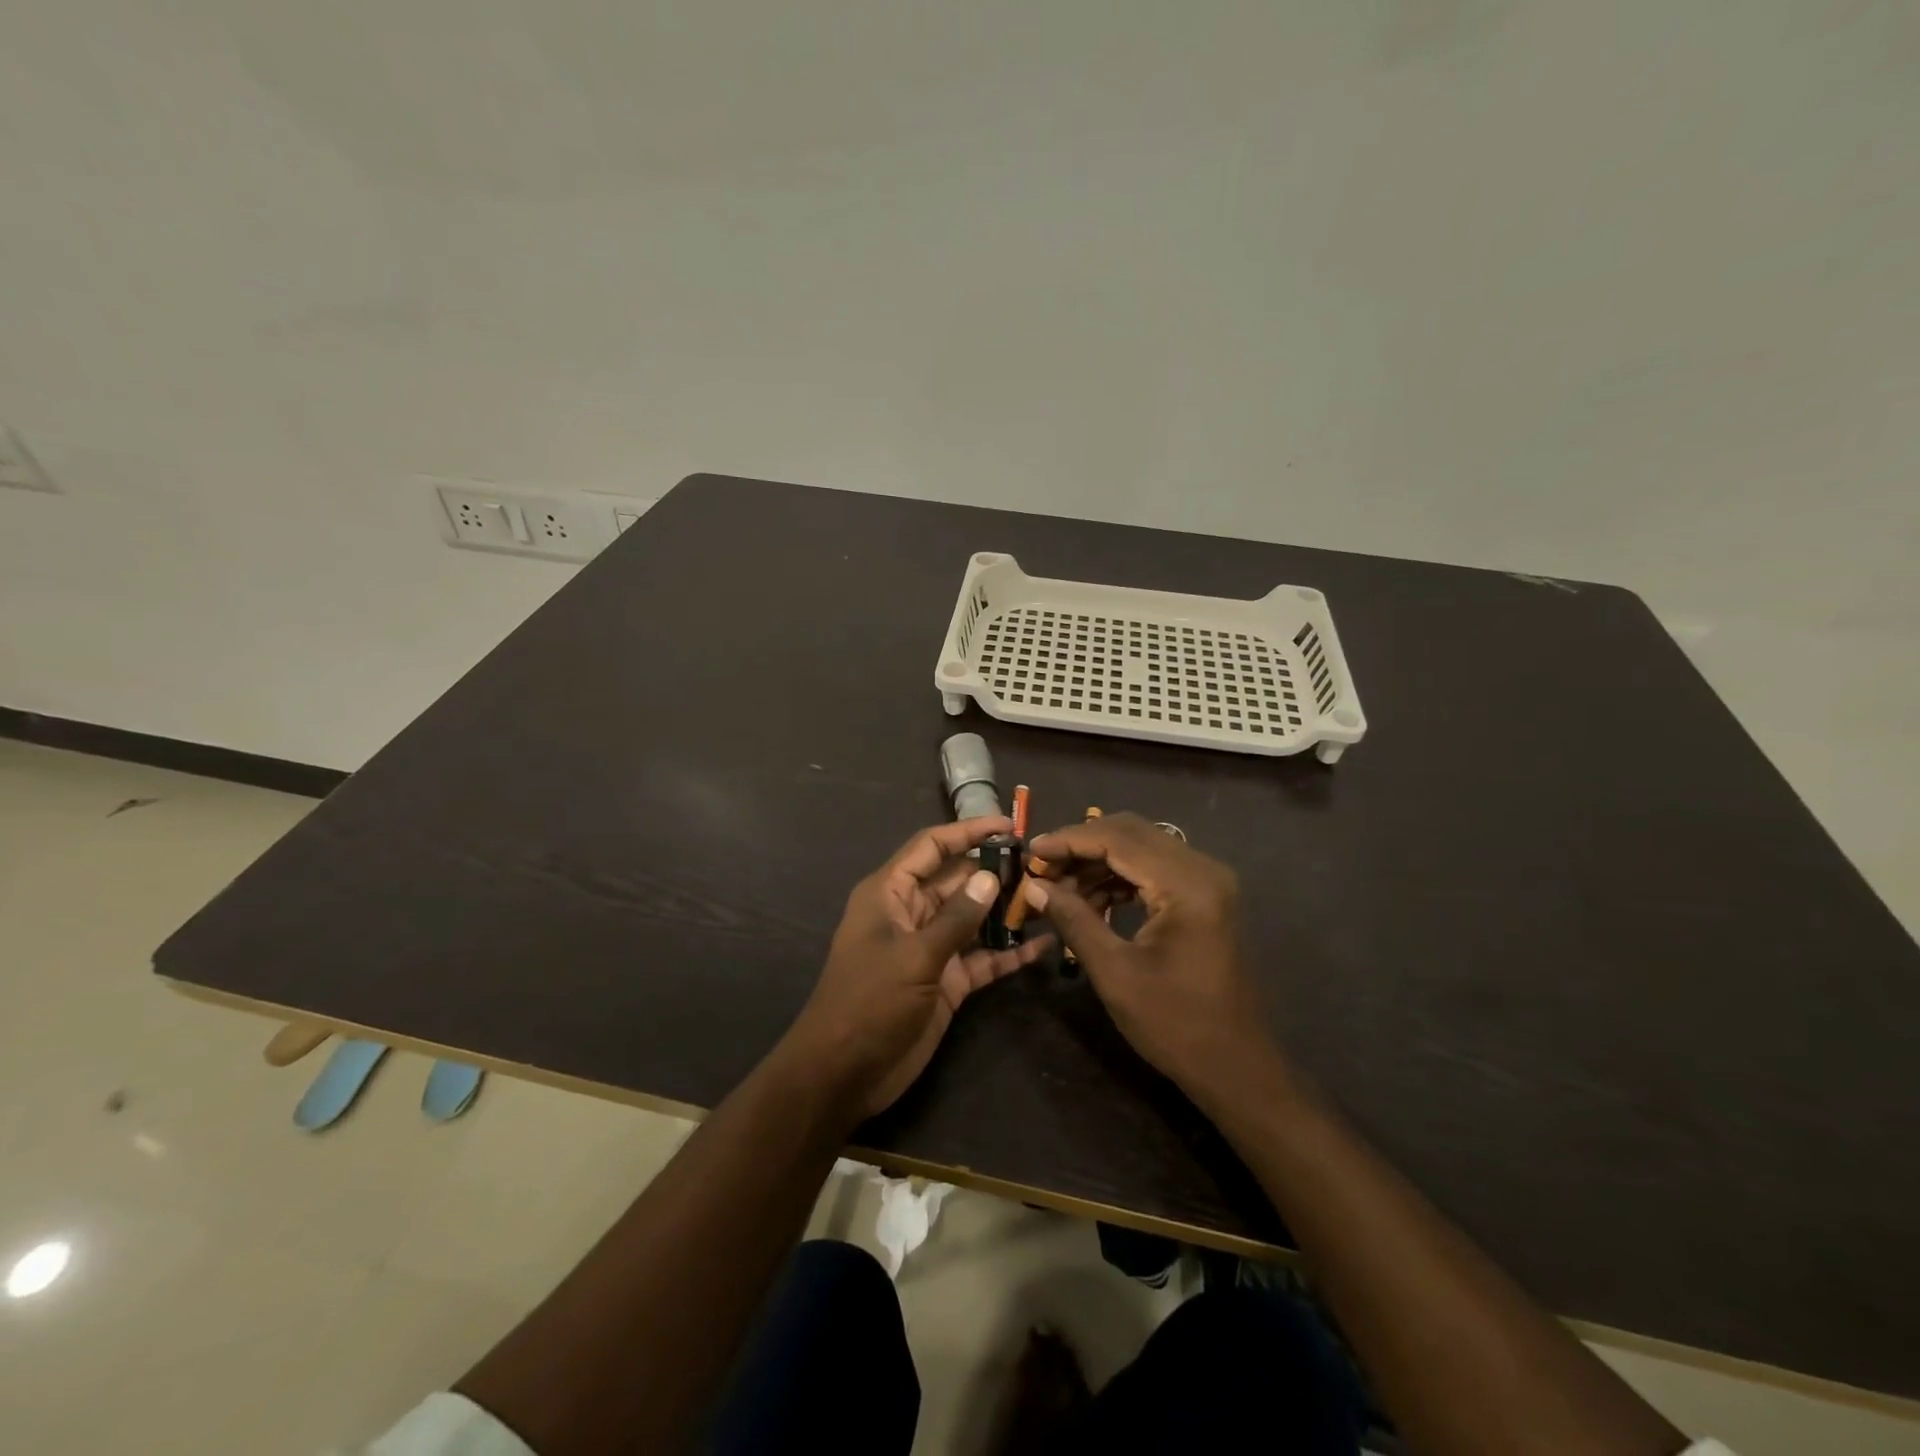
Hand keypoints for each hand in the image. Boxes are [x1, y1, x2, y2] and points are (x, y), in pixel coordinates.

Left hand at [783, 817, 1052, 1118]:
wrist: (844, 1074)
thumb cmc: (869, 1002)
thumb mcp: (914, 957)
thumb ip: (956, 918)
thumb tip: (989, 877)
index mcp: (890, 893)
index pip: (931, 847)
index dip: (967, 832)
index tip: (1008, 826)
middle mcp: (911, 913)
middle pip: (957, 880)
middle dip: (993, 871)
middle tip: (1041, 865)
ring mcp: (930, 948)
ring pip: (973, 918)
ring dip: (1005, 910)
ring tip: (1049, 898)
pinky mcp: (947, 981)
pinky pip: (982, 958)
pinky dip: (1008, 953)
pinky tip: (1043, 946)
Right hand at [1023, 813, 1277, 1100]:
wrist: (1236, 1068)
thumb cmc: (1175, 1025)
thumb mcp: (1115, 973)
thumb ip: (1074, 919)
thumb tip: (1034, 885)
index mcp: (1187, 884)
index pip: (1118, 839)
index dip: (1069, 840)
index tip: (1030, 852)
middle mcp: (1202, 870)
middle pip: (1131, 833)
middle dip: (1081, 846)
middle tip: (1042, 869)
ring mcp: (1207, 882)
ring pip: (1141, 848)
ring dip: (1098, 862)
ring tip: (1060, 889)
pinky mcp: (1204, 897)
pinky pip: (1154, 868)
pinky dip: (1119, 877)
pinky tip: (1091, 900)